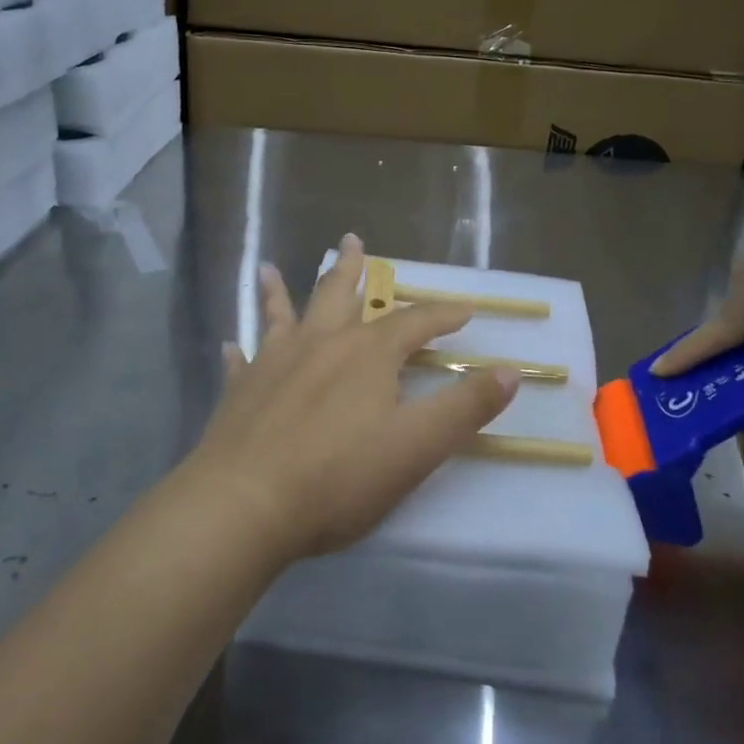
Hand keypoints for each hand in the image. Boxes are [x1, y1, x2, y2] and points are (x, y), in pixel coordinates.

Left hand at [187, 235, 519, 560]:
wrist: (246, 503)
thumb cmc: (339, 477)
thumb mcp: (418, 446)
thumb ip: (466, 407)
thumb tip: (511, 371)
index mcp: (368, 354)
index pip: (414, 323)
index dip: (442, 315)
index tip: (465, 309)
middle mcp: (320, 344)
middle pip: (338, 294)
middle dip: (351, 268)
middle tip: (352, 240)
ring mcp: (274, 363)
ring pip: (282, 316)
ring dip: (280, 291)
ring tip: (271, 268)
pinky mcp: (240, 391)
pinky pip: (243, 362)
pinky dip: (241, 351)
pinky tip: (233, 345)